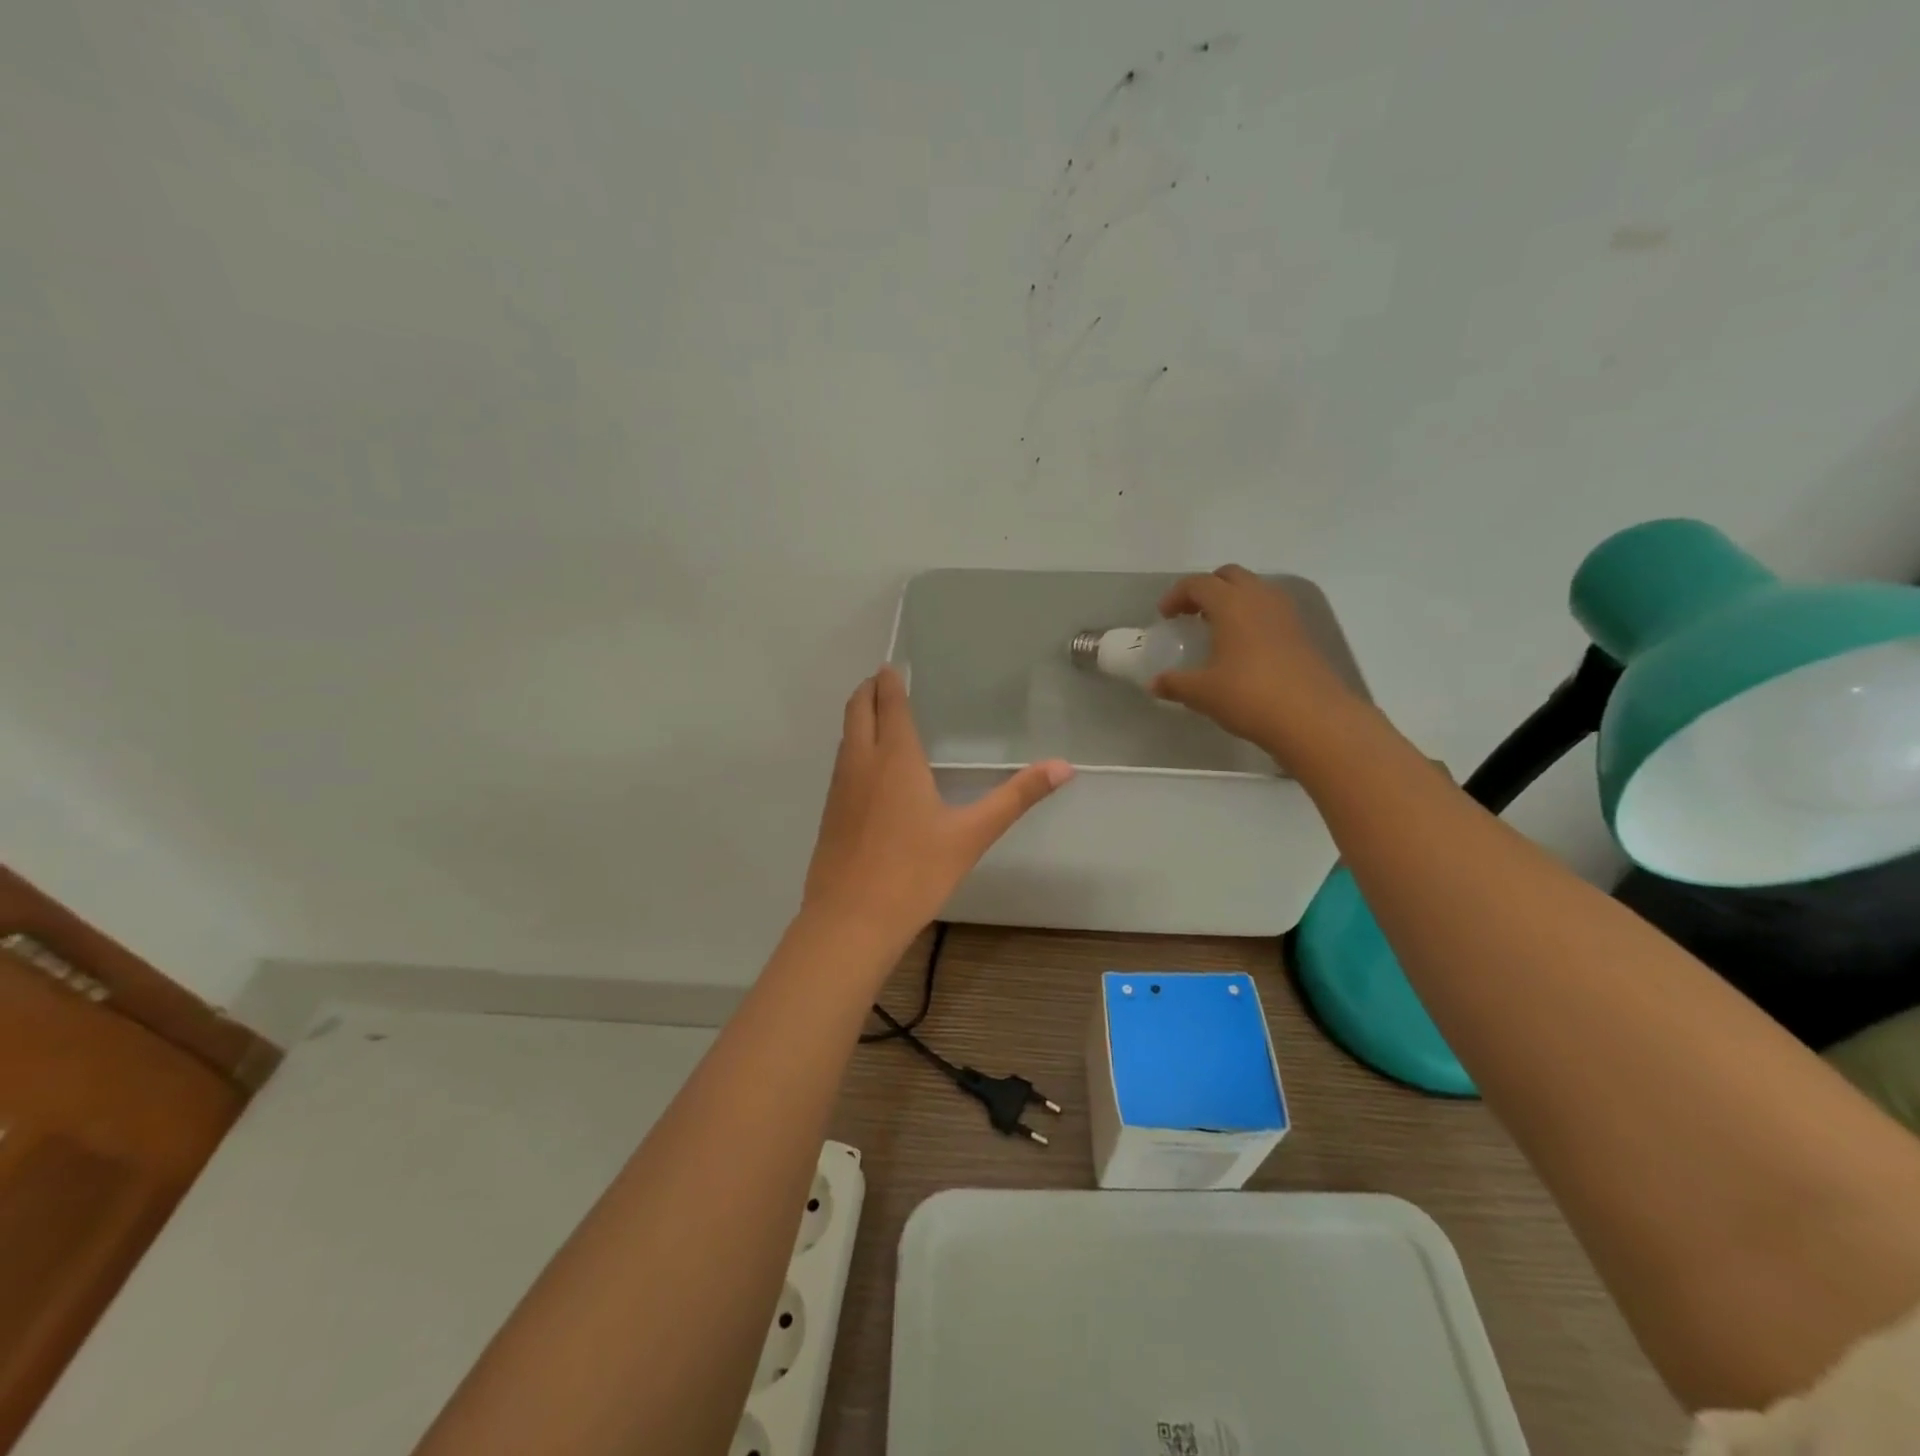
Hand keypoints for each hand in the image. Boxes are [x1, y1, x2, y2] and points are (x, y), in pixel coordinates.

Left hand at [803, 667, 1072, 946]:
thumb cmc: (915, 873)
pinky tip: (871, 770)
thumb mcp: (972, 835)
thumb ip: (1016, 797)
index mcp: (895, 758)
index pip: (888, 704)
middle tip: (884, 680)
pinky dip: (854, 747)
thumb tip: (1064, 766)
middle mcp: (861, 763)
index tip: (894, 666)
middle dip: (868, 690)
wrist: (850, 921)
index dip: (890, 681)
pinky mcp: (830, 813)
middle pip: (856, 710)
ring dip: (858, 717)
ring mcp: (839, 788)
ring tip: (879, 716)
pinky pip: (842, 764)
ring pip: (845, 737)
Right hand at [1151, 565, 1365, 765]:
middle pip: (1230, 576)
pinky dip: (1252, 616)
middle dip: (1207, 589)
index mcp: (1231, 604)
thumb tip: (1154, 684)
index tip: (1164, 617)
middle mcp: (1260, 598)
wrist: (1312, 718)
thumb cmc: (1248, 696)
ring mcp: (1286, 614)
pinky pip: (1270, 610)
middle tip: (1190, 614)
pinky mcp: (1302, 633)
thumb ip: (1175, 684)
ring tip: (1217, 628)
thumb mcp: (1202, 693)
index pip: (1198, 584)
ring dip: (1232, 600)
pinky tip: (1243, 647)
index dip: (1176, 595)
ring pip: (1255, 590)